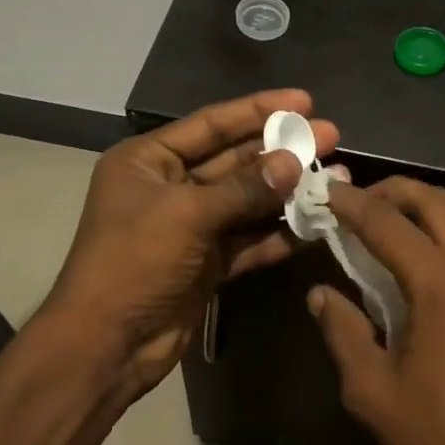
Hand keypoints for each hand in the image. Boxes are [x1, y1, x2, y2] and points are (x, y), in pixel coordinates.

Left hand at [40, 90, 336, 400]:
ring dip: (288, 192)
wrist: (109, 343)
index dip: (258, 111)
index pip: (210, 125)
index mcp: (148, 161)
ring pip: (247, 202)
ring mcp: (190, 228)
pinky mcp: (207, 263)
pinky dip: (279, 234)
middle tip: (331, 137)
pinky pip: (249, 240)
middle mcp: (169, 188)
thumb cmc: (134, 262)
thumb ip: (244, 188)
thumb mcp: (186, 215)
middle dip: (281, 150)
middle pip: (234, 161)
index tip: (305, 100)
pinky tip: (316, 224)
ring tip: (335, 177)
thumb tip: (294, 161)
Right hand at [308, 178, 444, 444]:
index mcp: (442, 289)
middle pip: (444, 206)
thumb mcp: (371, 391)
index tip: (329, 191)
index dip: (353, 204)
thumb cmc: (437, 443)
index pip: (389, 226)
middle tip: (370, 200)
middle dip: (401, 192)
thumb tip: (321, 295)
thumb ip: (343, 332)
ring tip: (427, 240)